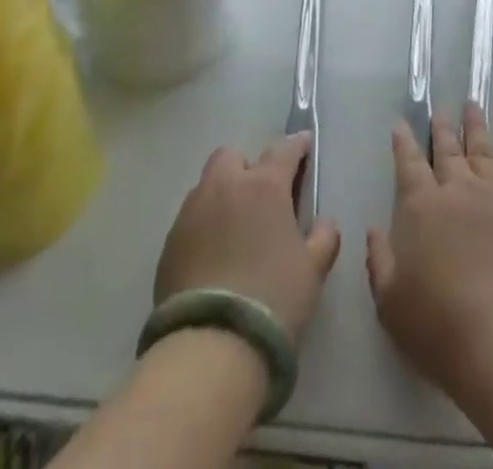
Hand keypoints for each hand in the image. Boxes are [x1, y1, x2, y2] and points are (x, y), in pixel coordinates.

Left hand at [154, 134, 340, 342]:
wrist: (212, 347)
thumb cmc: (273, 298)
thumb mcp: (313, 269)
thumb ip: (323, 237)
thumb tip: (324, 222)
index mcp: (264, 185)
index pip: (284, 149)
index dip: (297, 145)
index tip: (304, 146)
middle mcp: (226, 187)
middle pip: (233, 156)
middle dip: (247, 167)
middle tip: (261, 196)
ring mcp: (192, 212)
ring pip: (208, 186)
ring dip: (223, 196)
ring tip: (234, 229)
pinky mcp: (169, 243)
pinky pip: (190, 219)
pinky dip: (204, 226)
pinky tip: (213, 256)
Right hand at [366, 105, 492, 393]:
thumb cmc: (436, 324)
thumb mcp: (390, 301)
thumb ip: (379, 260)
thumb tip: (373, 230)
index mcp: (421, 206)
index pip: (409, 162)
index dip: (403, 141)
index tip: (401, 123)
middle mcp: (458, 190)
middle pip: (448, 149)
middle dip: (441, 127)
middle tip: (440, 109)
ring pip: (484, 151)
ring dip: (477, 127)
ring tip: (473, 105)